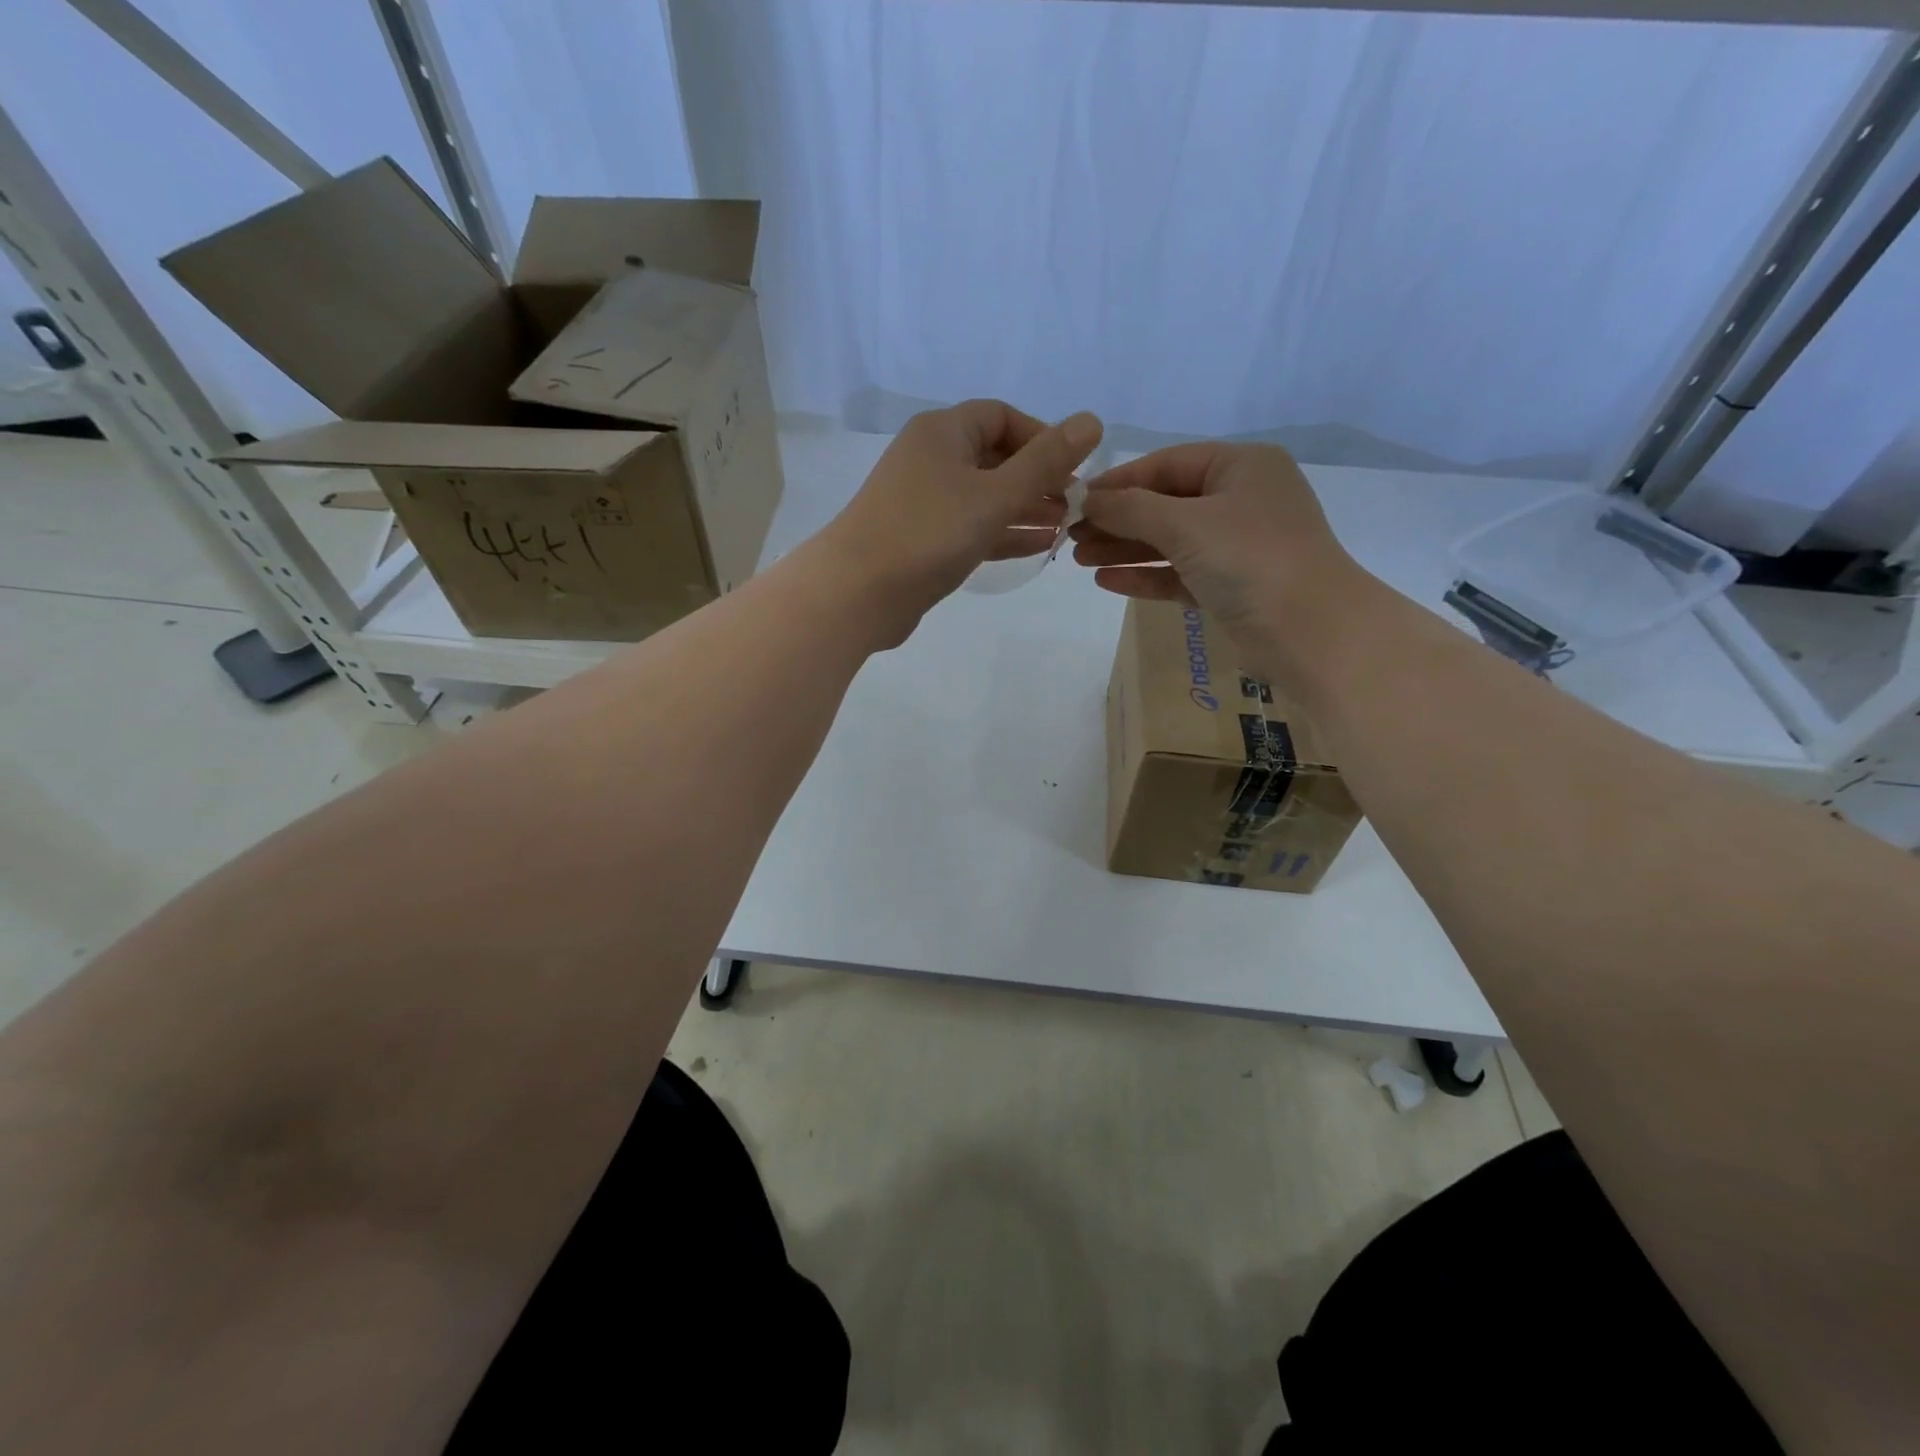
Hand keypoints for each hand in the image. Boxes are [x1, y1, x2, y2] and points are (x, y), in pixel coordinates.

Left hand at [820, 400, 1103, 645]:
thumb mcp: (995, 494)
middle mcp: (930, 459)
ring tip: (1067, 527)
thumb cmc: (928, 533)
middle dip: (1037, 478)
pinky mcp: (921, 540)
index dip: (1042, 437)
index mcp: (942, 432)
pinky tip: (1039, 547)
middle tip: (1076, 504)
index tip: (1073, 468)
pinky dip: (1002, 533)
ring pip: (984, 496)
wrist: (857, 593)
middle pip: (994, 457)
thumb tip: (1092, 421)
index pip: (1001, 416)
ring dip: (1025, 508)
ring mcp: (923, 502)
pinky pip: (971, 527)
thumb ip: (1045, 462)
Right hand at [1069, 442, 1371, 681]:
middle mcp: (1239, 500)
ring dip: (1124, 549)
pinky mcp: (1229, 586)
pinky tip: (1106, 580)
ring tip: (1077, 559)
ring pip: (1169, 542)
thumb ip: (1131, 509)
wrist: (1310, 631)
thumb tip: (1086, 499)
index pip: (1167, 464)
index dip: (1118, 482)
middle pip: (1164, 504)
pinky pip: (1178, 574)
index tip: (1075, 500)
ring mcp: (1236, 545)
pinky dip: (1145, 576)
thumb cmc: (1250, 558)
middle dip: (1116, 520)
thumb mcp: (1185, 524)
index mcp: (1240, 467)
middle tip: (1069, 536)